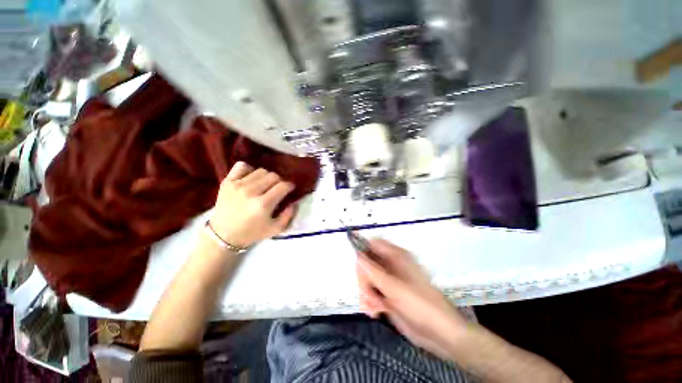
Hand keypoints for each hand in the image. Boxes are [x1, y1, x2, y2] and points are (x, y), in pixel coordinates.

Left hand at [209, 162, 296, 247]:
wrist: (222, 235)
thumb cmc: (251, 233)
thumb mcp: (275, 230)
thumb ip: (288, 215)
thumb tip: (294, 202)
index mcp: (263, 204)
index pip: (283, 186)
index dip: (290, 186)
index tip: (290, 189)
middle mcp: (251, 192)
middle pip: (273, 176)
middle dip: (279, 181)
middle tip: (277, 189)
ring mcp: (237, 185)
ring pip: (260, 171)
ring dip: (266, 177)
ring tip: (264, 185)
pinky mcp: (227, 182)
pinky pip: (242, 166)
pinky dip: (249, 170)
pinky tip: (251, 179)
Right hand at [356, 239, 467, 358]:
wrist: (439, 333)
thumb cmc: (419, 305)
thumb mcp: (394, 287)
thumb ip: (373, 271)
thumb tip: (358, 256)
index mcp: (396, 256)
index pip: (373, 244)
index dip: (363, 251)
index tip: (358, 267)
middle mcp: (392, 266)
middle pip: (367, 263)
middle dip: (364, 279)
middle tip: (367, 292)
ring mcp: (390, 281)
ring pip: (368, 279)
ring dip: (366, 293)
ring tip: (373, 307)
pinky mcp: (388, 295)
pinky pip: (372, 293)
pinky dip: (370, 301)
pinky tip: (375, 312)